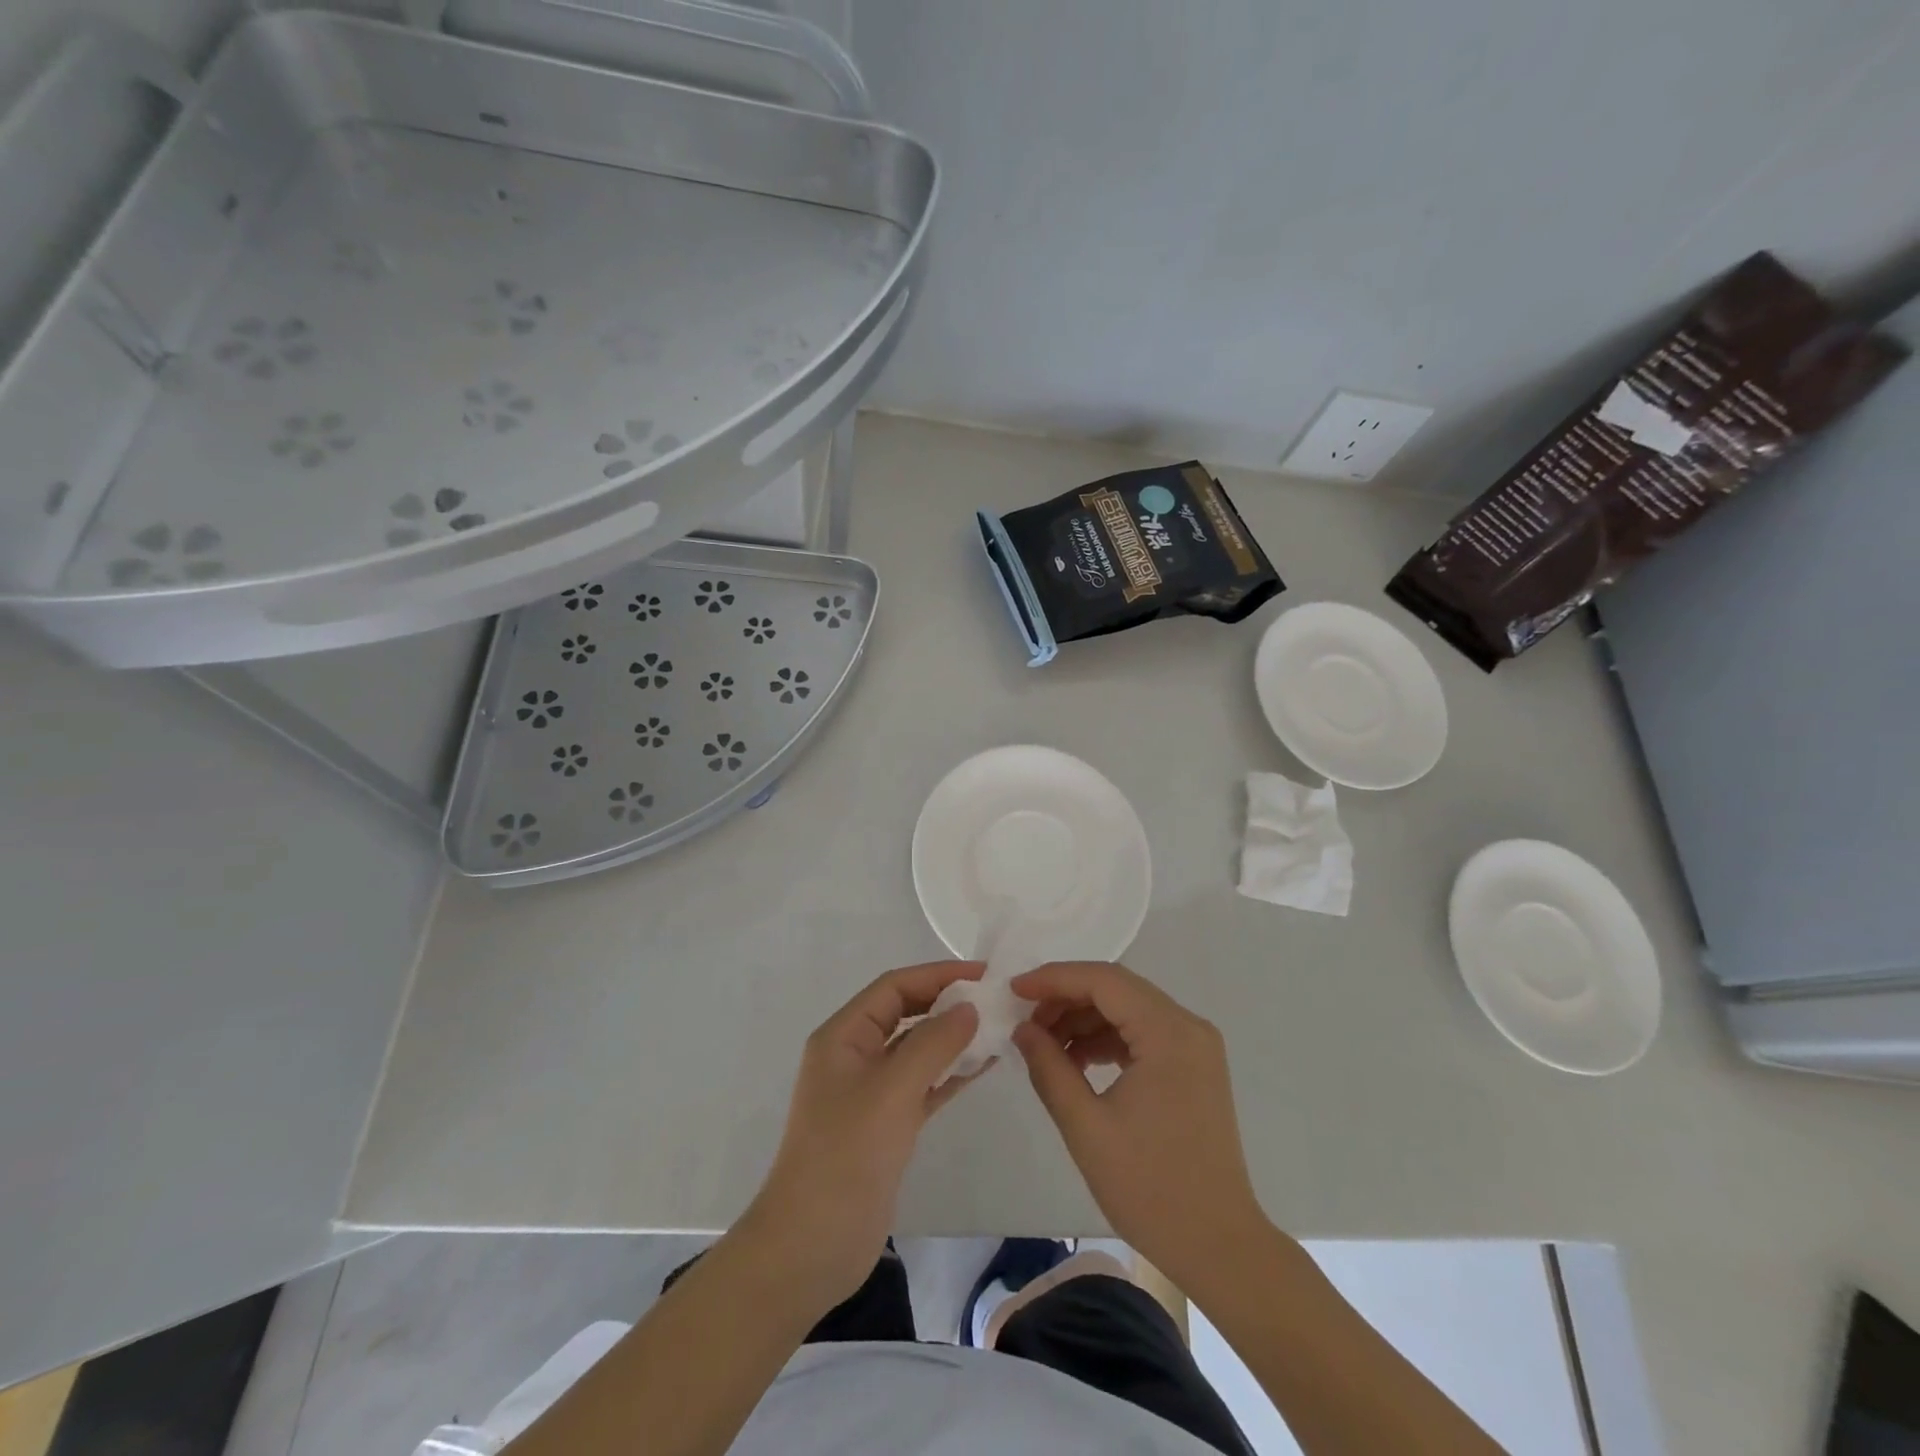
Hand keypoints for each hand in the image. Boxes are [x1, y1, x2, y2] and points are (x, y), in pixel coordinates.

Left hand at [743, 962, 985, 1307]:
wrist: (810, 1247)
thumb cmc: (845, 1156)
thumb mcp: (892, 1090)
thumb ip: (933, 1043)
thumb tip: (969, 1007)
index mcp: (843, 1036)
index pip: (894, 987)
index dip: (937, 975)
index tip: (983, 974)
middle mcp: (854, 1056)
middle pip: (906, 1014)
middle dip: (947, 1004)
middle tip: (996, 1002)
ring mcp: (870, 1092)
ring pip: (917, 1050)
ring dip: (953, 1038)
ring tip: (998, 1030)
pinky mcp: (885, 1125)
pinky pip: (922, 1085)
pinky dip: (949, 1073)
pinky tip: (982, 1067)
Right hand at [1011, 961, 1266, 1289]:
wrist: (1220, 1248)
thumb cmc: (1151, 1189)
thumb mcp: (1086, 1127)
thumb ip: (1050, 1068)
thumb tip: (1023, 1029)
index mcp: (1169, 1033)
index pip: (1104, 980)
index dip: (1054, 979)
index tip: (1013, 990)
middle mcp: (1188, 1026)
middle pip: (1117, 988)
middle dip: (1066, 997)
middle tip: (1025, 1020)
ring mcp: (1195, 1045)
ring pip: (1128, 1008)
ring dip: (1084, 1018)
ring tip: (1044, 1044)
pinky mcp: (1193, 1066)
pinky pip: (1142, 1032)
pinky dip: (1106, 1038)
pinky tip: (1076, 1061)